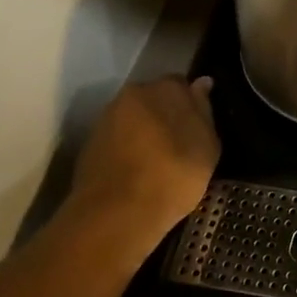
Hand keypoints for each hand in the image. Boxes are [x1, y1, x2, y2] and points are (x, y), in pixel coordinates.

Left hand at [64, 77, 218, 260]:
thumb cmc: (173, 175)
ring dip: (145, 132)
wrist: (117, 214)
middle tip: (179, 145)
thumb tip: (201, 83)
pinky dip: (128, 150)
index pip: (182, 84)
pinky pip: (117, 140)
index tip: (197, 127)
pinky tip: (137, 173)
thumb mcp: (207, 146)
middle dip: (165, 115)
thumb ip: (204, 110)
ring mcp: (107, 118)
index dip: (191, 105)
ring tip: (158, 162)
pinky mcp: (90, 144)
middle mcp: (133, 93)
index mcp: (164, 87)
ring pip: (134, 119)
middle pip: (154, 99)